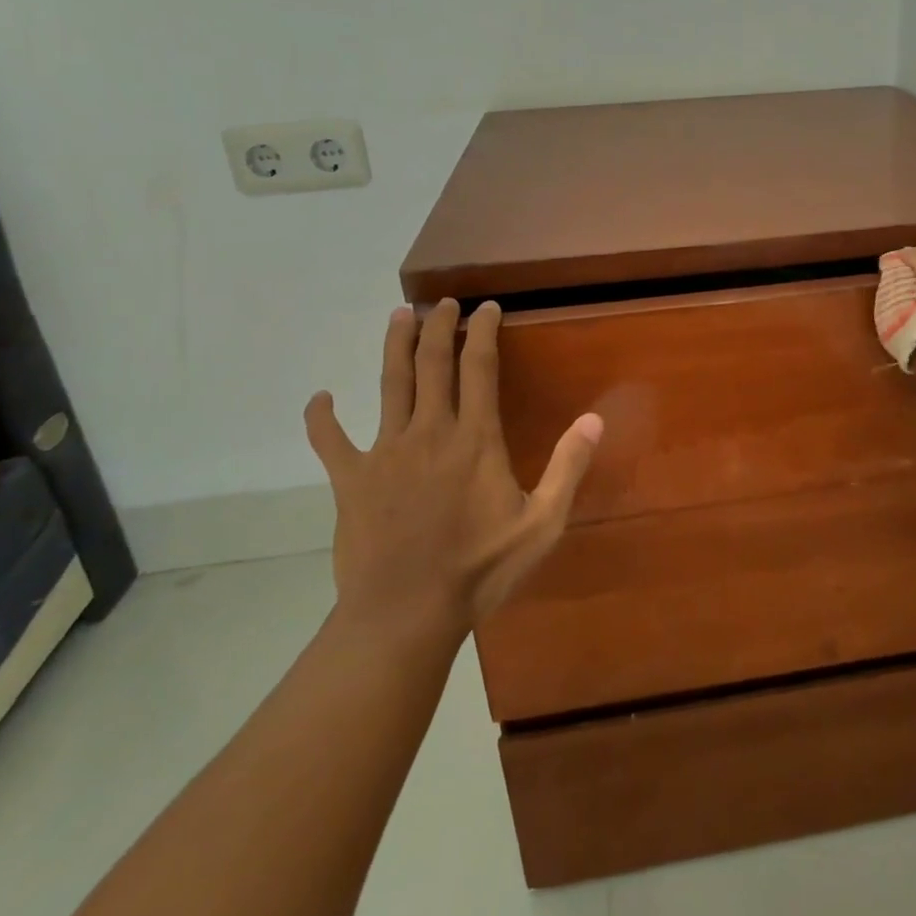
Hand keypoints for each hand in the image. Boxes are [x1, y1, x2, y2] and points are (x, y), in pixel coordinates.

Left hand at [304, 299, 602, 644]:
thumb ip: (568, 467)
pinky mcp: (350, 479)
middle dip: (438, 326)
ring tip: (399, 315)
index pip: (479, 367)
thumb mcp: (542, 523)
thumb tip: (596, 418)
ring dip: (394, 346)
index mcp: (475, 439)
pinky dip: (322, 417)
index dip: (482, 331)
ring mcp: (385, 452)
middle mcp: (429, 431)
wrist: (405, 613)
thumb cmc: (480, 569)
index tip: (487, 307)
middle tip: (443, 301)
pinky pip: (330, 440)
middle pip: (431, 363)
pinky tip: (320, 398)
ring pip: (389, 384)